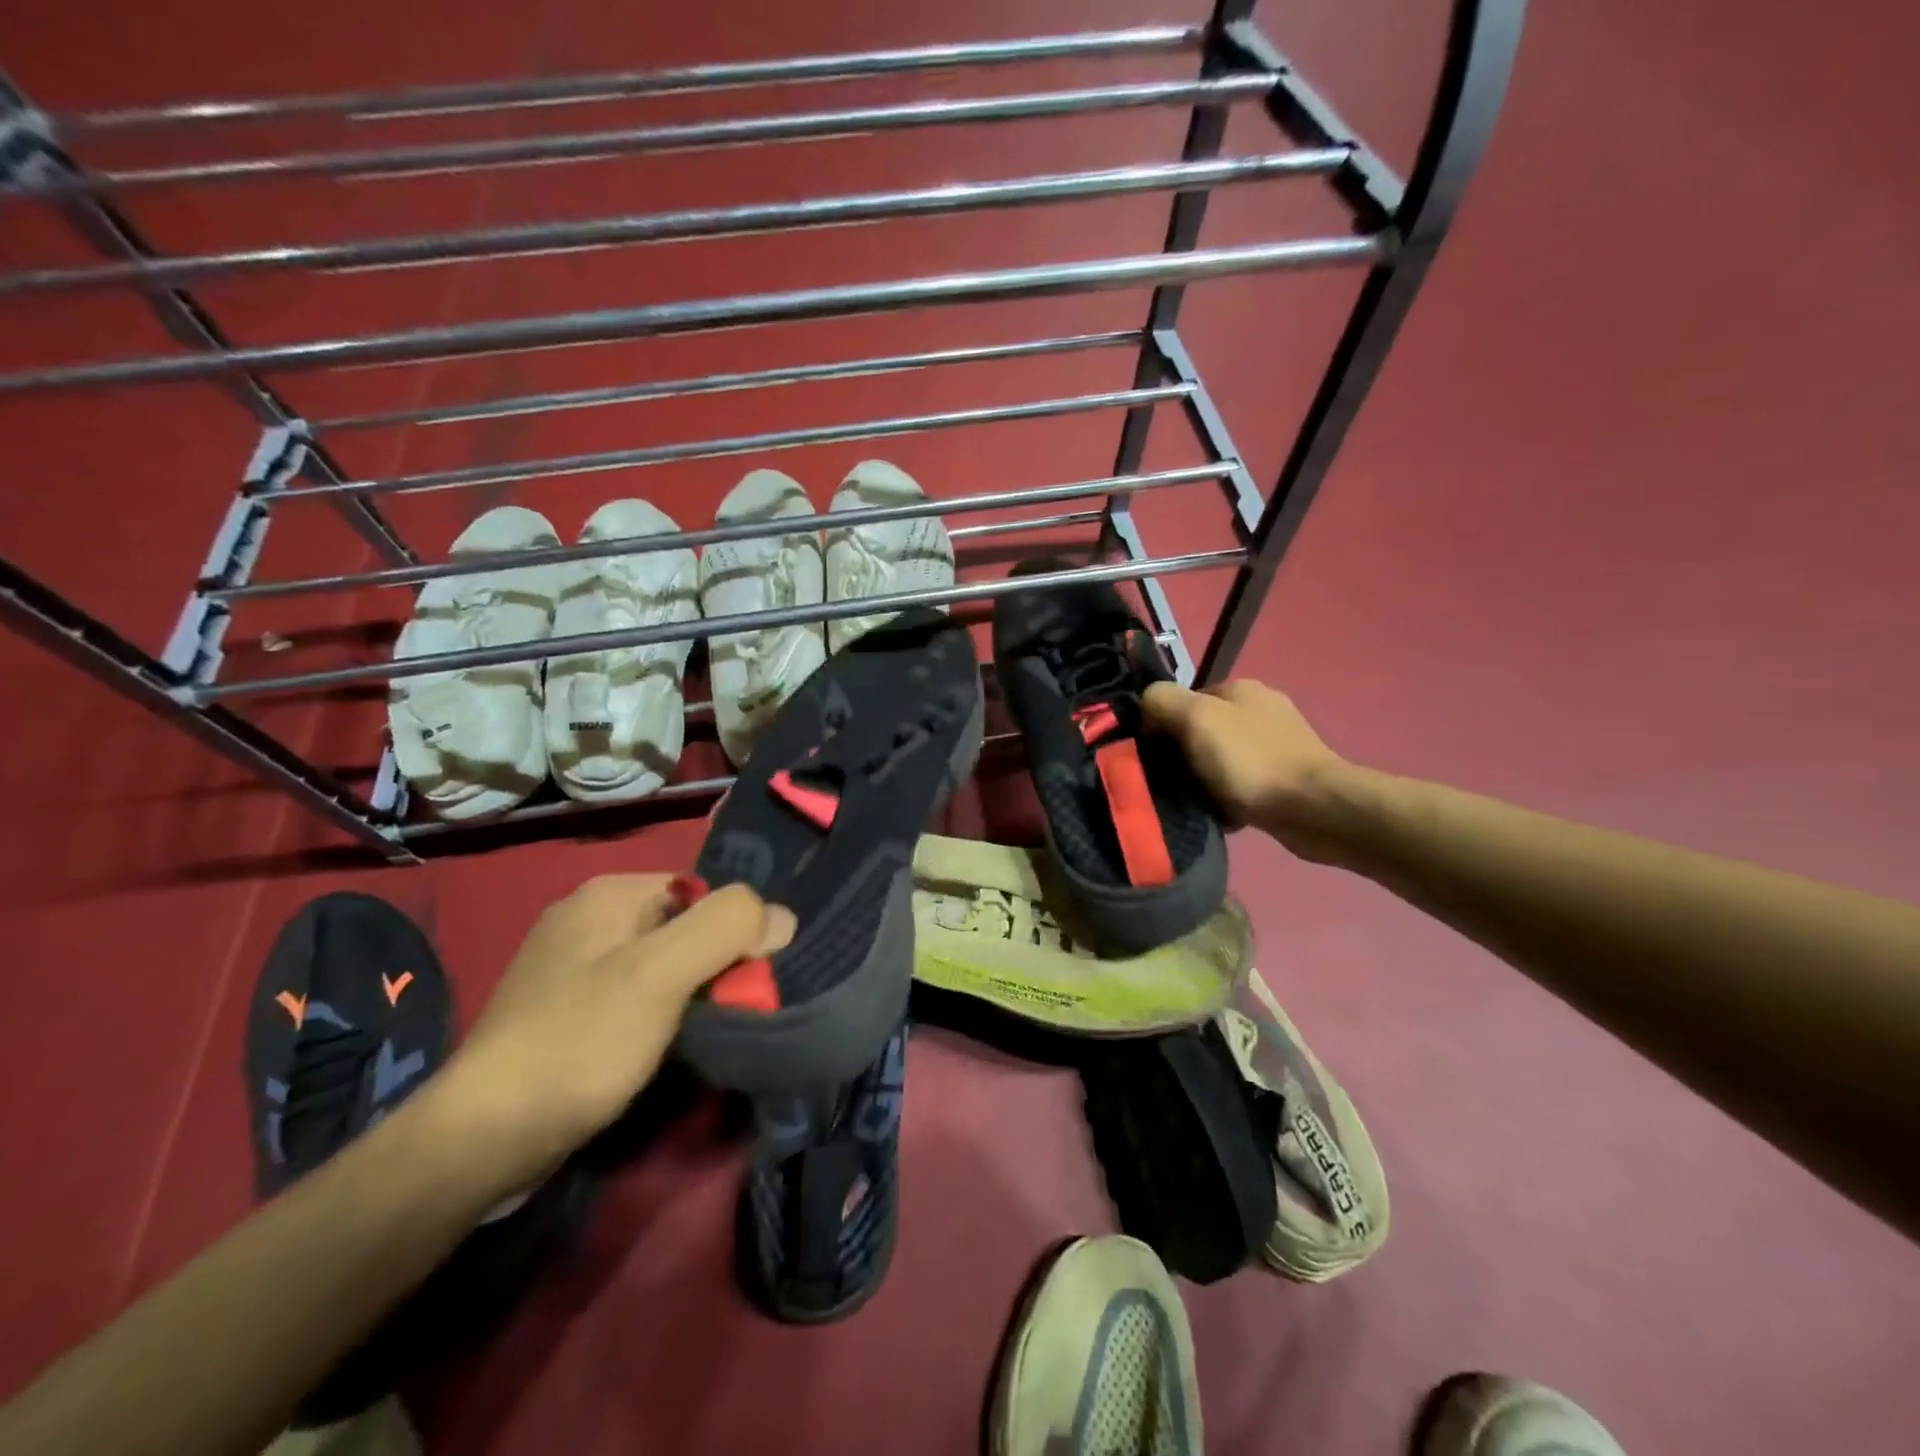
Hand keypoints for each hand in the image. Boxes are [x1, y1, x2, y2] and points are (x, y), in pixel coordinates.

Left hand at [429, 876, 794, 1191]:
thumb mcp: (660, 975)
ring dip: (692, 993)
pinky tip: (664, 1045)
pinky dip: (662, 1014)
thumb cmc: (578, 1043)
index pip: (704, 891)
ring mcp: (573, 964)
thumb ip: (726, 928)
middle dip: (715, 964)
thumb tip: (783, 917)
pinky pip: (637, 993)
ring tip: (705, 1031)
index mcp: (609, 892)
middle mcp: (590, 916)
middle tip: (733, 1010)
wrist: (482, 1141)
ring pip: (664, 963)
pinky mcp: (567, 1009)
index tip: (751, 979)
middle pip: (684, 926)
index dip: (735, 931)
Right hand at [1142, 679, 1354, 863]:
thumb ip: (1162, 701)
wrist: (1314, 809)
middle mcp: (1260, 710)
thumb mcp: (1195, 718)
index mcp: (1240, 689)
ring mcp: (1277, 745)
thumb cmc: (1250, 760)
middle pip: (1201, 731)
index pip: (1184, 700)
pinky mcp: (1287, 779)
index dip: (1162, 724)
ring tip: (1193, 802)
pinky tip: (1221, 814)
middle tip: (1168, 781)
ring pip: (1219, 760)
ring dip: (1204, 781)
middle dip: (1182, 756)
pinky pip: (1240, 785)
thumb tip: (1145, 707)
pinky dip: (1227, 799)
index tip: (1150, 754)